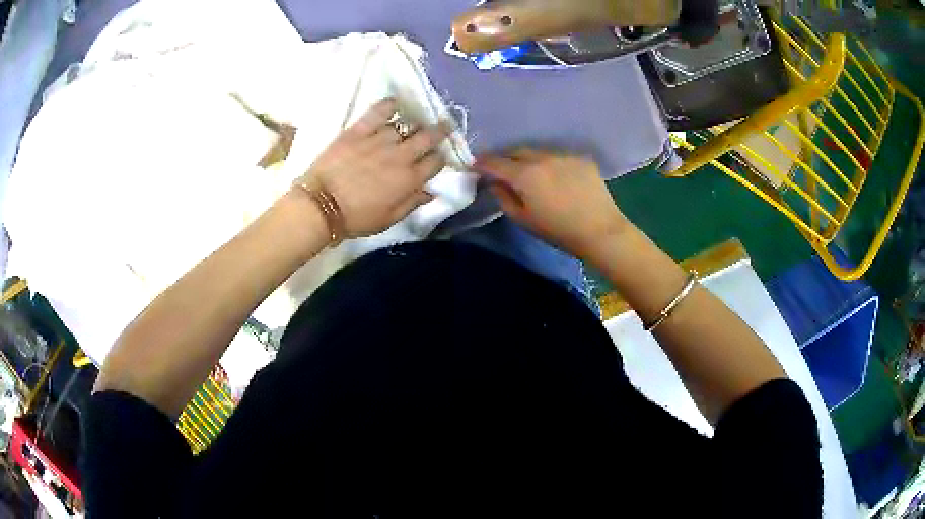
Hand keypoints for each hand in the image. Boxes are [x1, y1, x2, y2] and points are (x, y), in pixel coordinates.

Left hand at [300, 99, 451, 237]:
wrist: (321, 206)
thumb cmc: (356, 218)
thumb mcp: (388, 220)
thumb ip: (412, 204)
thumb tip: (430, 192)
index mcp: (409, 180)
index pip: (435, 162)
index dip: (440, 158)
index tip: (438, 157)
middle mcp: (400, 156)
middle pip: (427, 137)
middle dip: (439, 131)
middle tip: (445, 125)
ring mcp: (379, 140)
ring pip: (404, 125)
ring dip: (412, 124)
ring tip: (412, 124)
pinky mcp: (358, 130)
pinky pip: (378, 112)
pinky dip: (388, 105)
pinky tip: (394, 103)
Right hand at [475, 149, 629, 259]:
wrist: (600, 231)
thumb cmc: (558, 231)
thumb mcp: (523, 220)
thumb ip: (504, 197)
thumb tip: (495, 183)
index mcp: (524, 174)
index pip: (495, 162)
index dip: (482, 163)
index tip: (475, 166)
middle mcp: (542, 157)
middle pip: (516, 151)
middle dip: (505, 158)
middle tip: (502, 170)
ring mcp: (563, 155)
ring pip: (538, 152)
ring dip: (529, 160)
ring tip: (530, 173)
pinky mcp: (581, 158)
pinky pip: (558, 157)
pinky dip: (551, 165)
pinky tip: (556, 179)